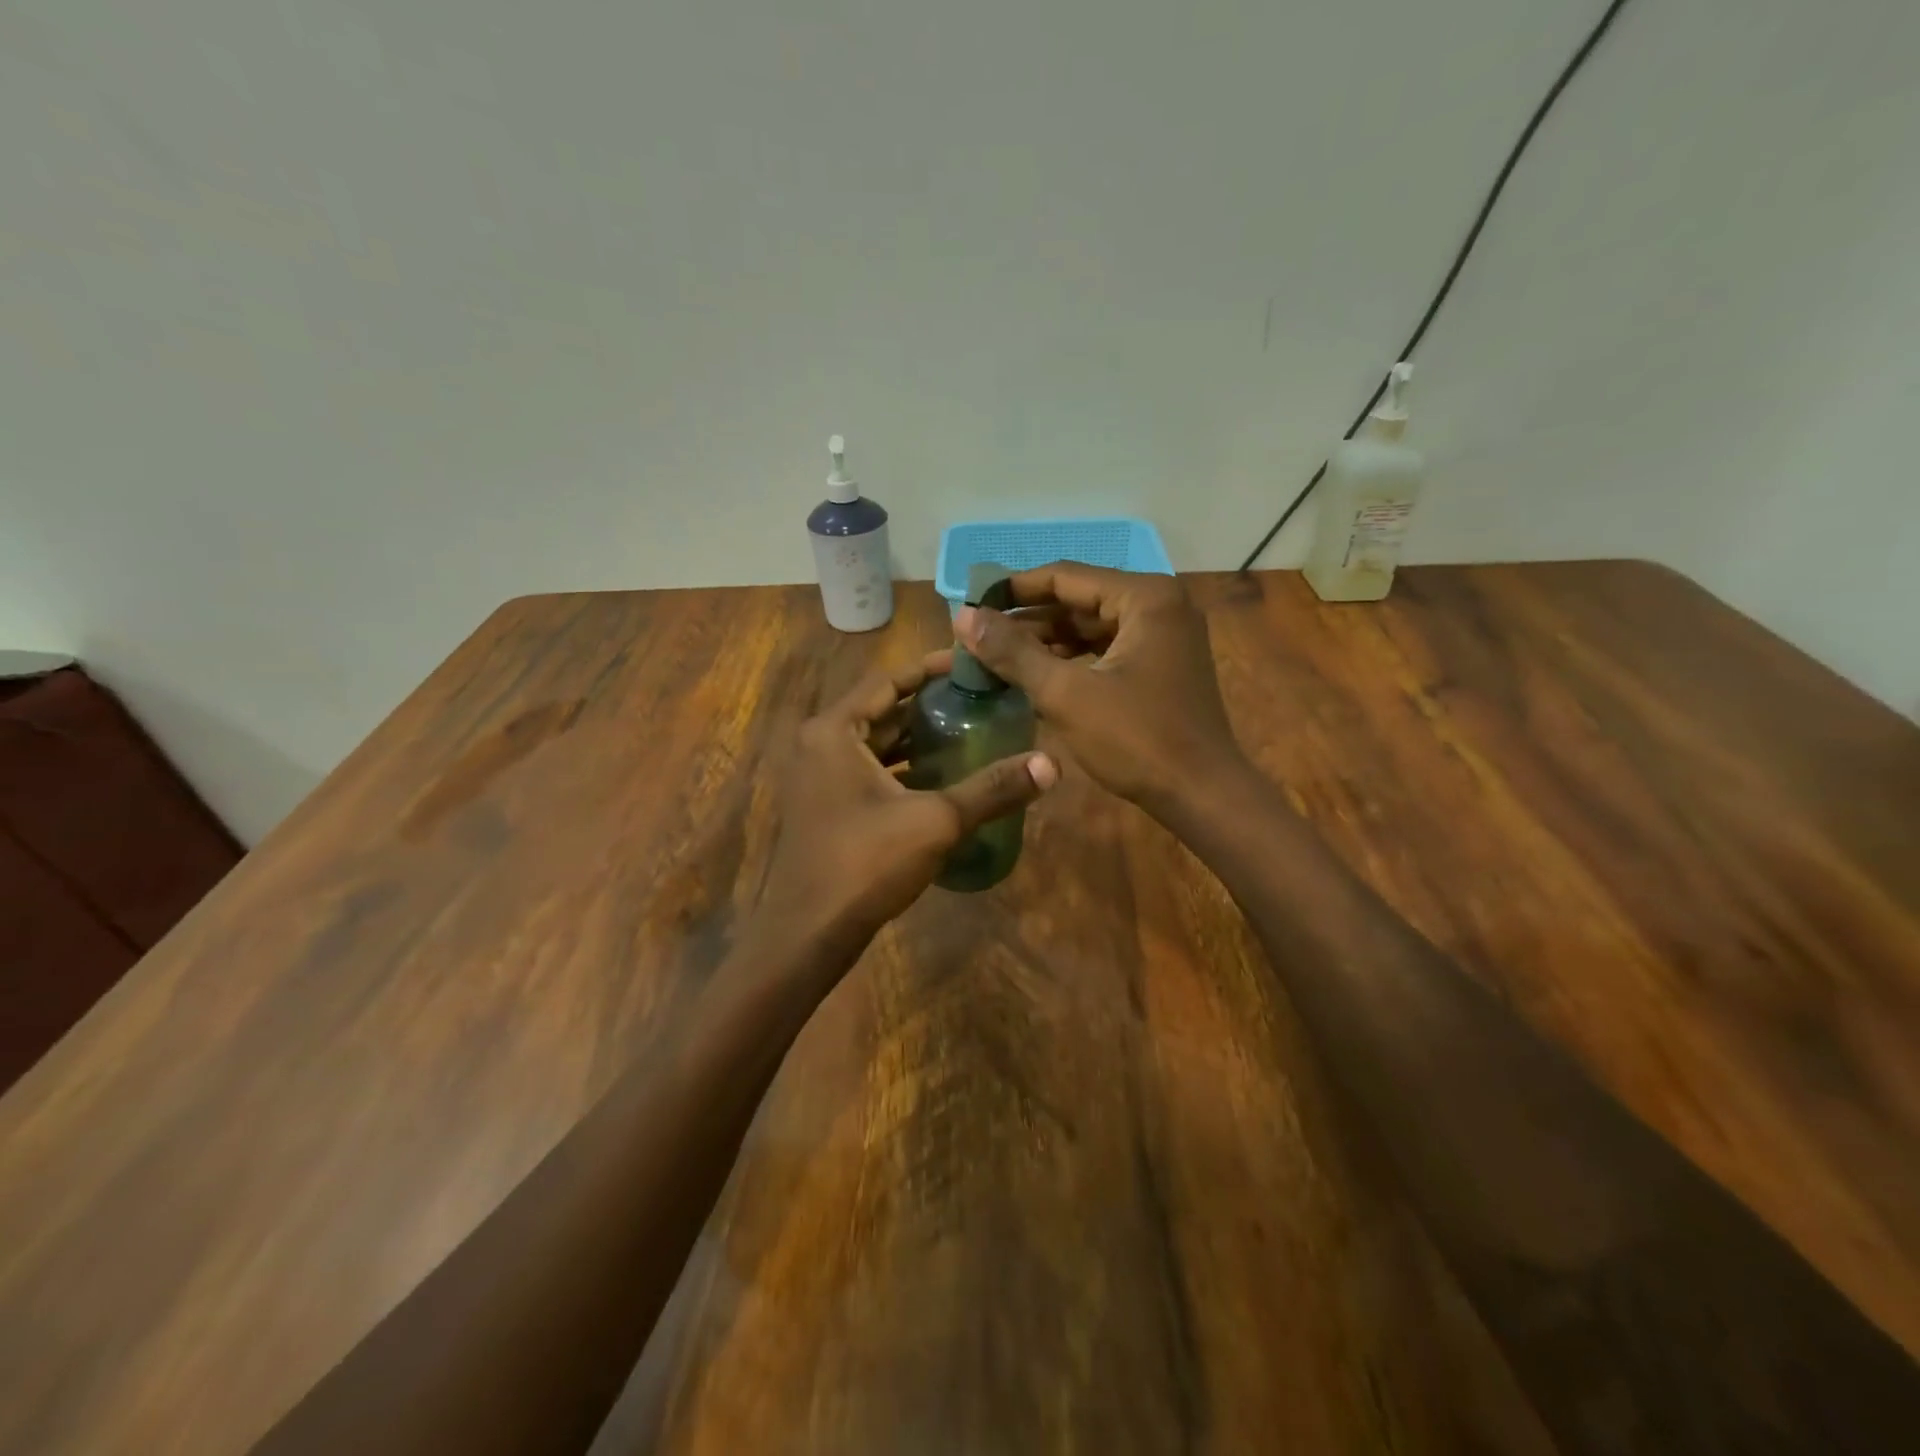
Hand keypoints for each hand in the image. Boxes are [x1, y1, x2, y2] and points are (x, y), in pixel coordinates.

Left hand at [752, 653, 1057, 963]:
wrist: (809, 933)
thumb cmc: (865, 864)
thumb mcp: (936, 821)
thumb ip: (992, 790)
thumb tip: (1052, 765)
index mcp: (834, 731)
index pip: (888, 681)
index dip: (931, 669)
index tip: (972, 665)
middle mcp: (820, 744)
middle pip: (882, 710)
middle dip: (929, 704)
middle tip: (981, 699)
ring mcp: (819, 777)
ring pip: (875, 744)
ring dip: (917, 737)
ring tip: (969, 730)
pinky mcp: (827, 806)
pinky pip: (868, 771)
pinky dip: (902, 767)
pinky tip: (941, 776)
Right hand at [955, 564, 1244, 815]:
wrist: (1202, 794)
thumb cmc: (1137, 740)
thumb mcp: (1066, 694)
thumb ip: (1013, 652)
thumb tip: (963, 616)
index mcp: (1144, 596)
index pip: (1065, 576)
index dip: (1013, 589)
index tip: (971, 603)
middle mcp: (1159, 604)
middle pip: (1079, 600)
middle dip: (1027, 620)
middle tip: (977, 636)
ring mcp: (1164, 636)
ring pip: (1091, 627)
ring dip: (1046, 642)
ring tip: (996, 658)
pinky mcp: (1162, 665)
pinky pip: (1106, 650)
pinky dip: (1071, 661)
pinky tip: (1035, 677)